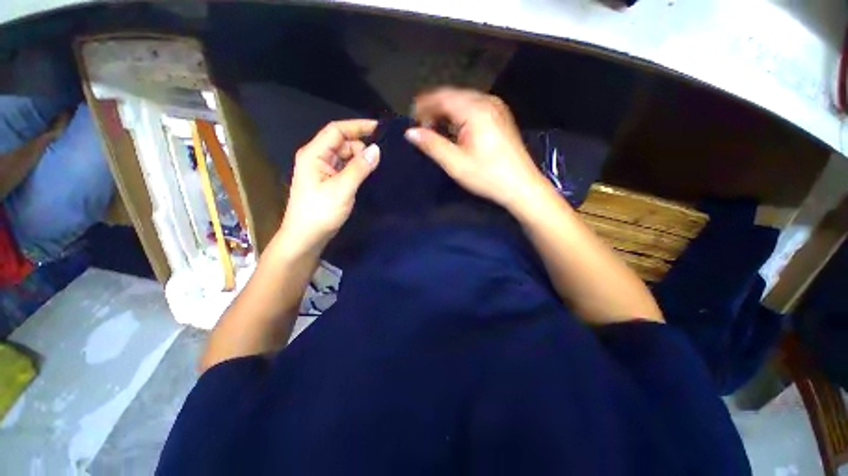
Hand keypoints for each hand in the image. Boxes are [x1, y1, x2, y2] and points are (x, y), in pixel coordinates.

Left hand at [278, 120, 379, 253]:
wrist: (305, 238)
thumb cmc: (320, 212)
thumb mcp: (342, 189)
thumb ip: (359, 168)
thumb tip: (377, 149)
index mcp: (314, 154)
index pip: (337, 130)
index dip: (358, 126)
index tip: (380, 129)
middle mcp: (317, 158)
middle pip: (342, 143)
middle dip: (361, 147)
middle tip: (382, 159)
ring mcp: (323, 171)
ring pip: (345, 157)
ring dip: (360, 161)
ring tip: (379, 168)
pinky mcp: (329, 183)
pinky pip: (345, 170)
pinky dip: (357, 171)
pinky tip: (369, 176)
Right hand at [405, 88, 545, 210]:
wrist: (522, 186)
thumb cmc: (488, 177)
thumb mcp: (456, 164)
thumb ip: (432, 145)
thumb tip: (410, 133)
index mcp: (475, 111)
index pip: (443, 97)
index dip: (424, 105)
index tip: (412, 118)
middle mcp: (487, 102)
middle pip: (453, 96)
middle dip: (434, 108)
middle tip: (422, 125)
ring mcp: (497, 108)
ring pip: (464, 101)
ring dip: (447, 111)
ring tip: (435, 128)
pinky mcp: (501, 116)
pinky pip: (474, 107)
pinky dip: (460, 114)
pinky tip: (455, 129)